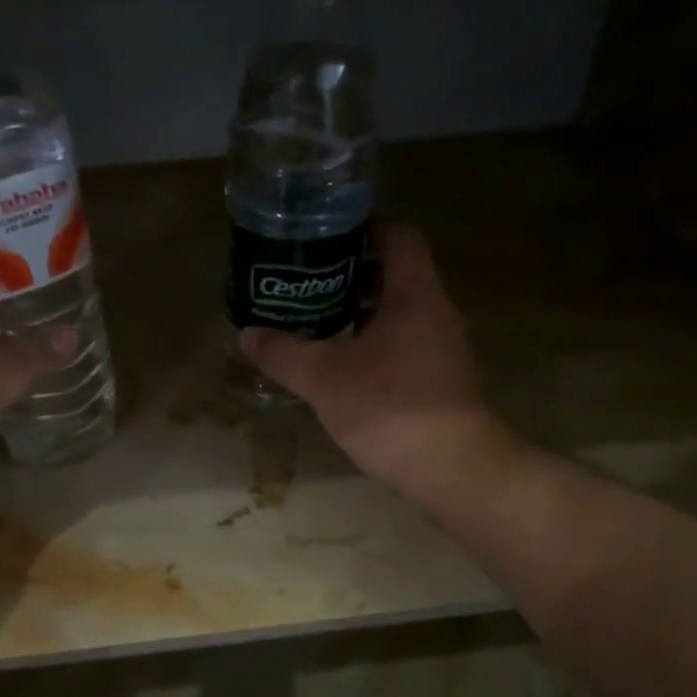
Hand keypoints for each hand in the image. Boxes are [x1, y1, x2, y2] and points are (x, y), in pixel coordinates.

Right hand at [240, 221, 507, 497]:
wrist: (449, 466)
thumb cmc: (387, 405)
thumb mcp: (323, 378)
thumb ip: (283, 353)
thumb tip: (247, 335)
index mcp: (414, 293)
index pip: (397, 235)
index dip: (363, 230)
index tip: (324, 242)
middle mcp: (436, 312)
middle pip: (396, 275)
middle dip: (352, 278)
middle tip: (309, 288)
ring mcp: (444, 349)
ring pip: (400, 315)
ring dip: (362, 317)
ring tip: (320, 330)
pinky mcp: (442, 382)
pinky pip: (406, 348)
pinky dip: (376, 349)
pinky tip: (346, 372)